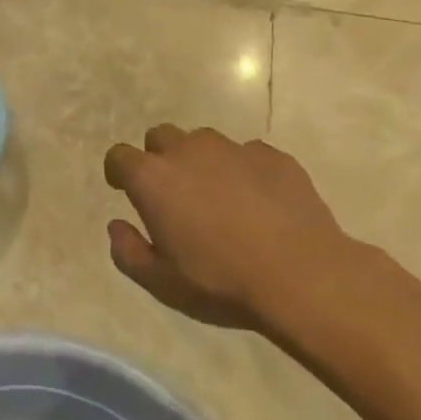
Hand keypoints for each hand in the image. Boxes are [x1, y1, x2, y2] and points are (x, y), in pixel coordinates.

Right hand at [103, 126, 357, 331]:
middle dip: (159, 158)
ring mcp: (233, 149)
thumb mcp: (161, 283)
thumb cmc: (220, 281)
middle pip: (160, 137)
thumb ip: (128, 252)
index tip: (124, 189)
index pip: (119, 156)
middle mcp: (187, 151)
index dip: (118, 171)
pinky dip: (244, 170)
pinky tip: (259, 202)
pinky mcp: (274, 156)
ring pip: (204, 141)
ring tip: (218, 196)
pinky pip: (248, 154)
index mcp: (152, 178)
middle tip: (173, 194)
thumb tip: (117, 226)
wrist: (303, 277)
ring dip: (201, 161)